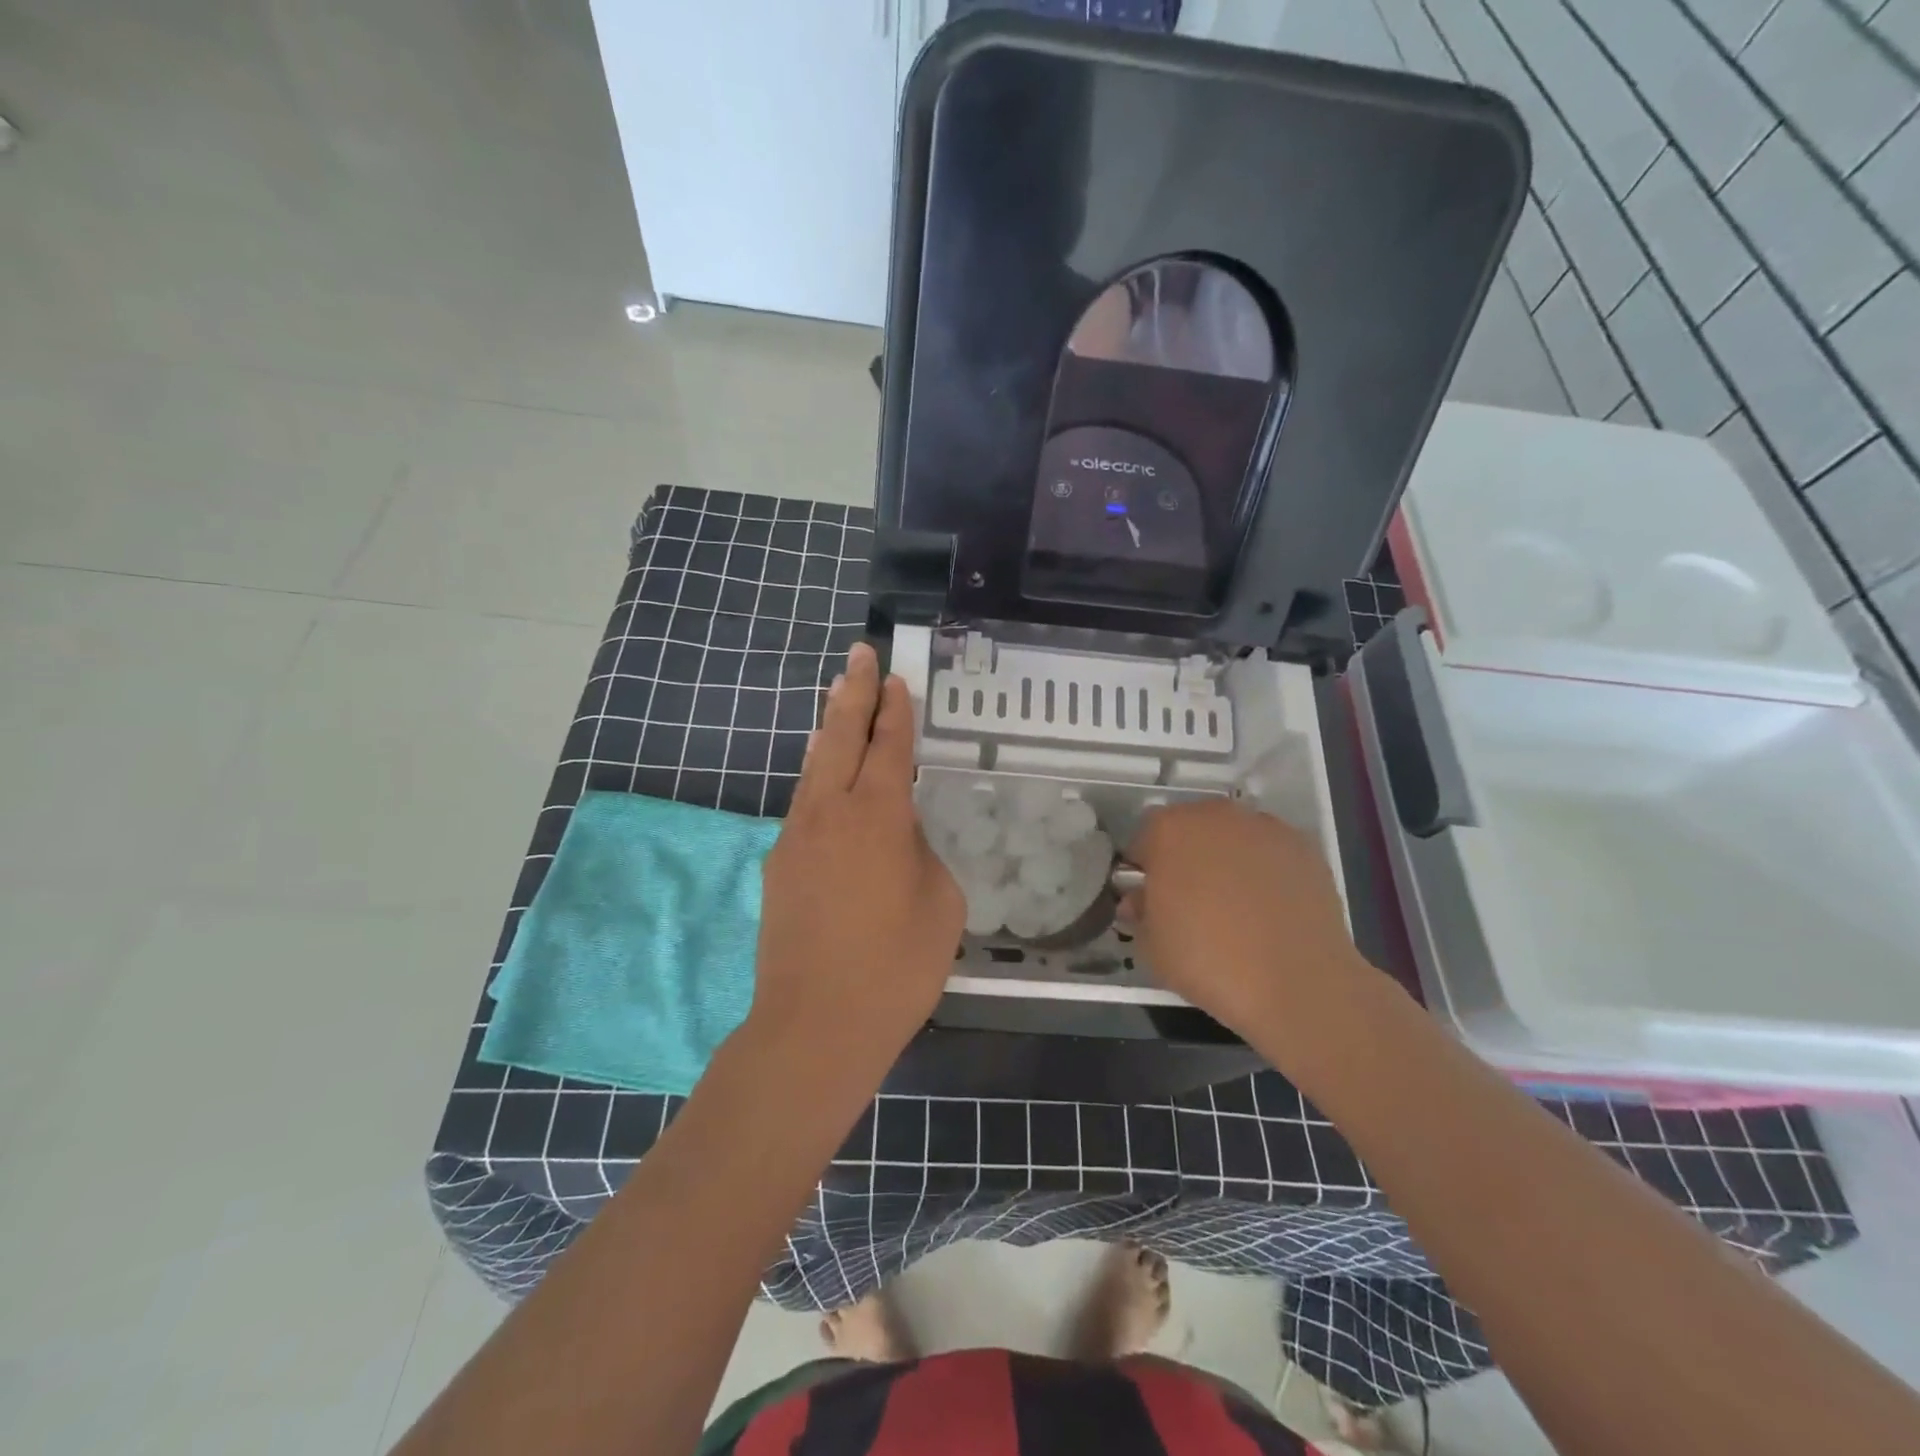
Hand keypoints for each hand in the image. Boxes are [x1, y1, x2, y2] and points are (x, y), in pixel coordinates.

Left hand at [748, 643, 963, 1070]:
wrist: (815, 1024)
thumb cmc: (896, 966)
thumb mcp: (940, 904)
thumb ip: (920, 856)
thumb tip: (898, 843)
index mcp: (877, 815)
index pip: (888, 746)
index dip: (894, 710)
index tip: (895, 679)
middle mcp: (830, 812)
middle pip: (839, 736)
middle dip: (853, 693)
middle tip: (858, 655)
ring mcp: (796, 837)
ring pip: (813, 767)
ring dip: (827, 731)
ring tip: (835, 700)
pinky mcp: (778, 865)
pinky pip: (802, 805)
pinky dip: (816, 777)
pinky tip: (822, 778)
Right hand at [1124, 800, 1364, 1042]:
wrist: (1296, 982)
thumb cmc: (1207, 960)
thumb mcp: (1150, 945)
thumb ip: (1140, 911)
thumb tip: (1141, 900)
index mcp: (1168, 830)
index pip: (1144, 840)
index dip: (1145, 870)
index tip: (1151, 899)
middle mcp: (1215, 815)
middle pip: (1190, 829)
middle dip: (1186, 857)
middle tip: (1191, 901)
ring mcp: (1264, 827)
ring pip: (1233, 837)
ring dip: (1227, 860)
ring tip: (1236, 907)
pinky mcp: (1304, 847)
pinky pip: (1270, 853)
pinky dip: (1265, 871)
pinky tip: (1269, 909)